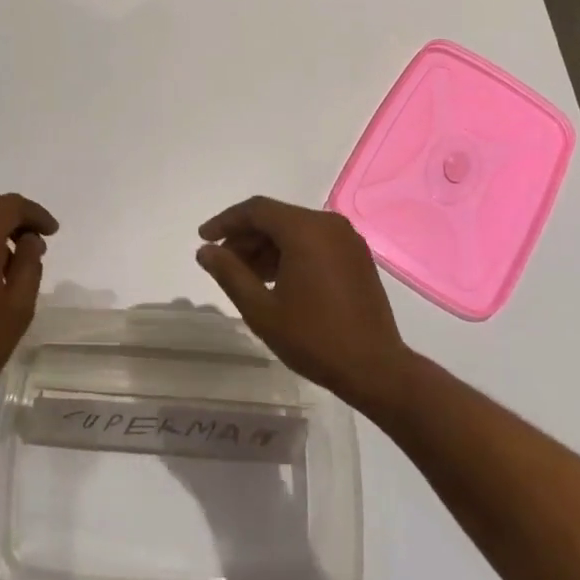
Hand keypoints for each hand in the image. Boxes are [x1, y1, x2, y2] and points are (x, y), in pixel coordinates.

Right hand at [196, 196, 412, 413]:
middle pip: (276, 218)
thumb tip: (205, 251)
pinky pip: (314, 242)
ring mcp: (346, 239)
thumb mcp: (262, 310)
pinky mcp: (356, 256)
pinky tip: (275, 279)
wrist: (376, 369)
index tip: (203, 238)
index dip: (226, 221)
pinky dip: (290, 253)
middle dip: (245, 237)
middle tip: (221, 262)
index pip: (256, 210)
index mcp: (305, 230)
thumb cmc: (314, 338)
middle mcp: (328, 224)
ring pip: (295, 230)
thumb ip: (230, 274)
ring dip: (266, 247)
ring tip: (245, 275)